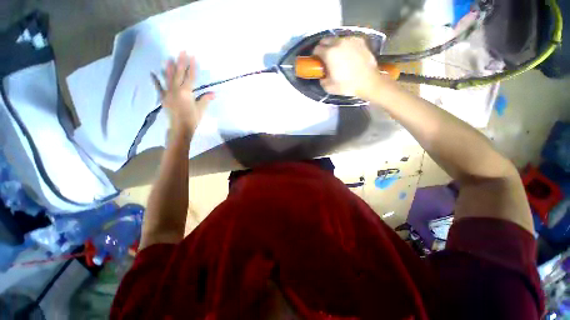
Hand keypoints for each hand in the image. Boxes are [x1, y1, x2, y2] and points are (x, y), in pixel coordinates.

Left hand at [152, 52, 213, 133]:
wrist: (180, 128)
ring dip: (169, 67)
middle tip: (182, 51)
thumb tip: (214, 93)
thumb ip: (205, 99)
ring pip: (169, 77)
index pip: (191, 77)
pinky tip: (152, 73)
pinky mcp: (163, 98)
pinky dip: (156, 80)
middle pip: (179, 73)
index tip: (193, 56)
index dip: (192, 66)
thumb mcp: (201, 109)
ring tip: (169, 58)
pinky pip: (159, 87)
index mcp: (187, 92)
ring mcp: (168, 93)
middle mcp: (176, 89)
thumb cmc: (192, 119)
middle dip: (181, 62)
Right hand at [313, 37, 389, 99]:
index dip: (315, 55)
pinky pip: (348, 40)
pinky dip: (345, 46)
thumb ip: (322, 80)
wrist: (368, 82)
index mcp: (329, 53)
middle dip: (323, 48)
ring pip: (337, 39)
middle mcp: (339, 42)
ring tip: (338, 56)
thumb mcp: (329, 87)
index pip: (317, 49)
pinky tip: (349, 54)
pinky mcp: (360, 40)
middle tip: (325, 58)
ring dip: (334, 46)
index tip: (317, 61)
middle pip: (325, 40)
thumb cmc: (347, 85)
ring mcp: (350, 40)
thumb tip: (323, 76)